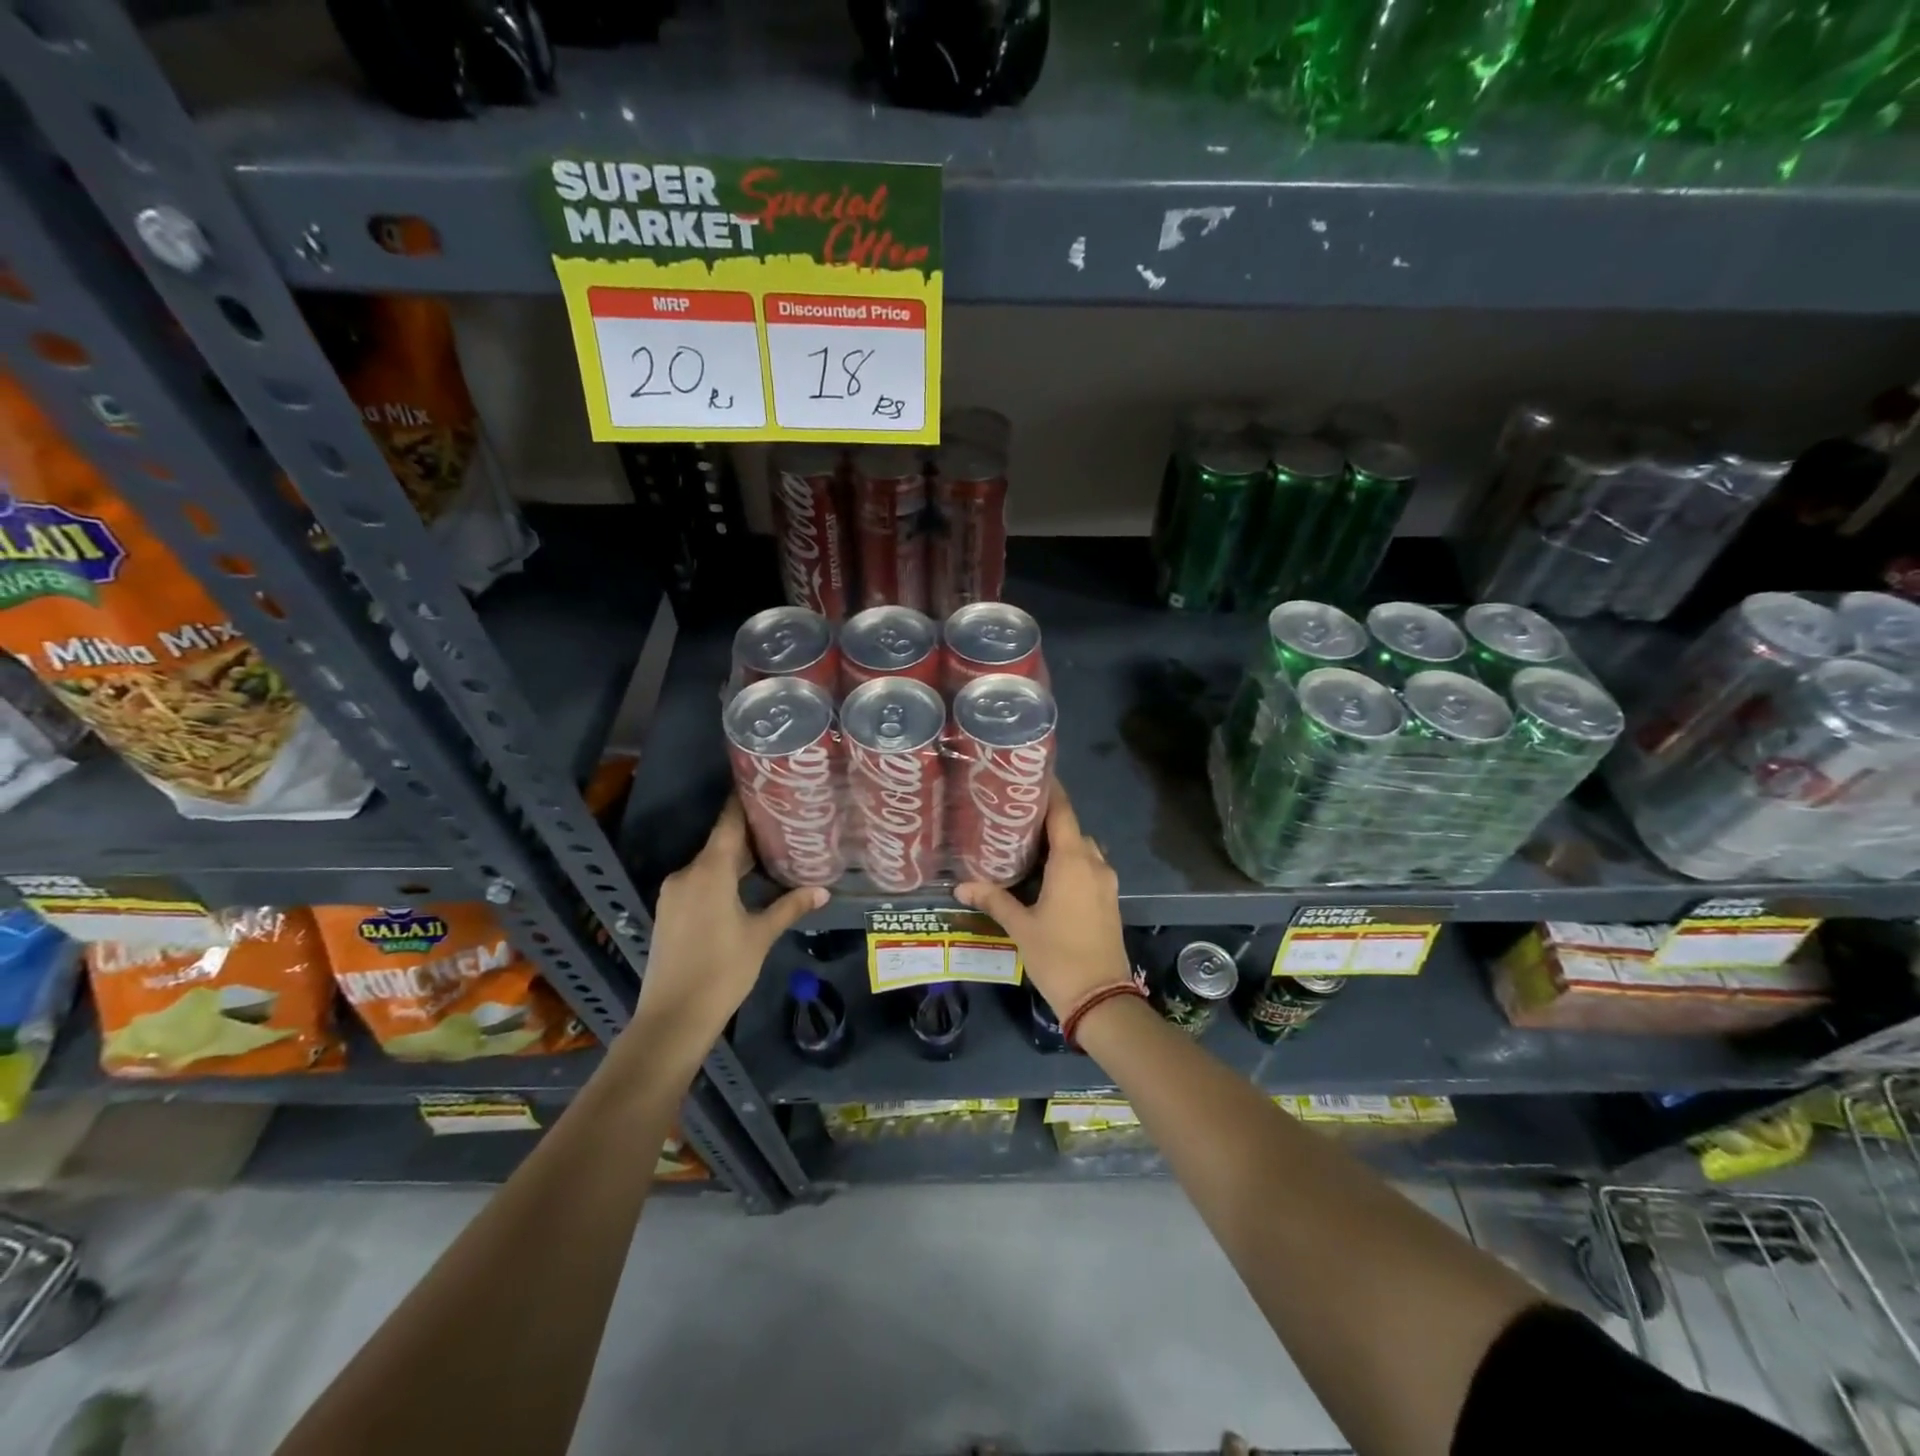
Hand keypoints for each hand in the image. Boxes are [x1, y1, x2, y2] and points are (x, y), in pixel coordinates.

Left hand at [627, 798, 826, 1055]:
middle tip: (784, 823)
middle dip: (750, 835)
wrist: (673, 1018)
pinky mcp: (669, 912)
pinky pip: (699, 882)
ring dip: (737, 860)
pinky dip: (722, 878)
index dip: (745, 802)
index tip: (765, 784)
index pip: (729, 823)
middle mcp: (687, 873)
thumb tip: (823, 890)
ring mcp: (674, 893)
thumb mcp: (761, 936)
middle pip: (721, 843)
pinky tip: (744, 886)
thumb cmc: (722, 971)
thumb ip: (790, 906)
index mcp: (709, 871)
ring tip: (772, 853)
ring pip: (710, 865)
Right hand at [955, 780, 1131, 1015]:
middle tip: (1017, 817)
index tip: (1030, 777)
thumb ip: (993, 899)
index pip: (1063, 812)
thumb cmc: (1058, 956)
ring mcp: (1106, 883)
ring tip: (1029, 845)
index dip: (1050, 791)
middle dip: (1049, 820)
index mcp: (1073, 861)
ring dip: (1062, 843)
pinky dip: (1071, 862)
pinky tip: (1048, 875)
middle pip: (1073, 829)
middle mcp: (1094, 864)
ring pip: (1084, 849)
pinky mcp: (1110, 900)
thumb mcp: (1020, 926)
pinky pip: (1090, 868)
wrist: (1101, 998)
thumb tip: (960, 886)